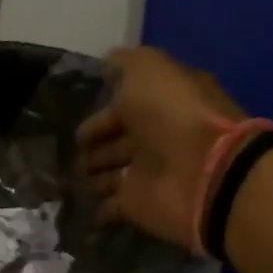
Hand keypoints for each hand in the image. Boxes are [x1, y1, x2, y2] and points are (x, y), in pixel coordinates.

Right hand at [76, 46, 243, 248]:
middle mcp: (155, 137)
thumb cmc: (173, 115)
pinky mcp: (139, 205)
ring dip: (92, 175)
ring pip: (112, 173)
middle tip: (70, 151)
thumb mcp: (148, 70)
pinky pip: (111, 207)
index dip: (100, 112)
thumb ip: (125, 63)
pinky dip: (97, 210)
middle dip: (94, 145)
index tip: (74, 119)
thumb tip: (107, 63)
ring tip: (70, 177)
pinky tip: (79, 207)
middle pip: (118, 140)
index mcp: (161, 103)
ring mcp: (147, 173)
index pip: (124, 105)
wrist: (202, 173)